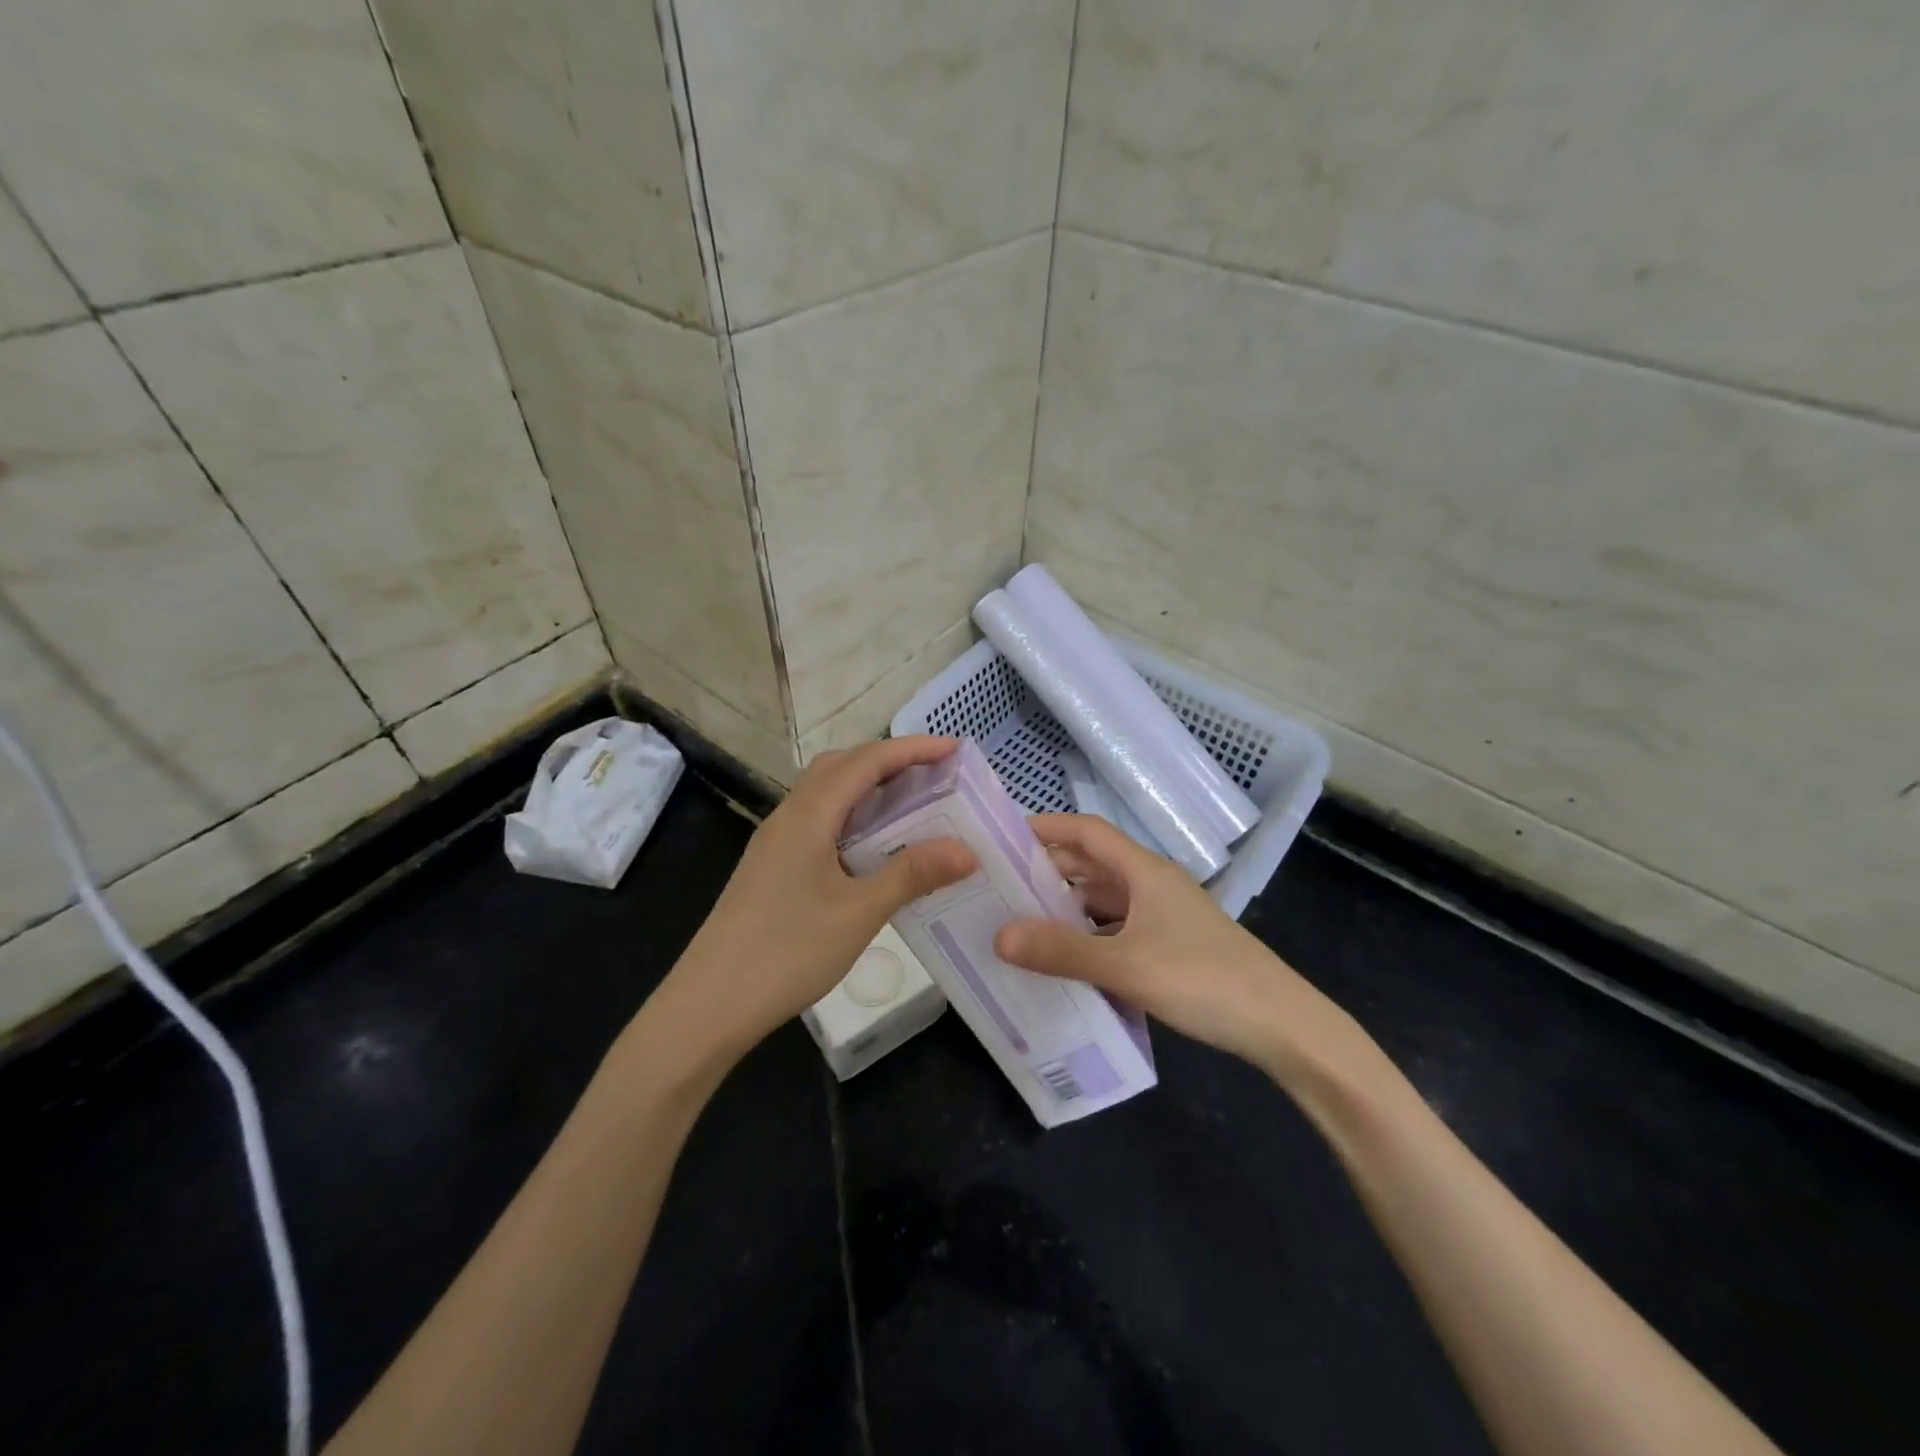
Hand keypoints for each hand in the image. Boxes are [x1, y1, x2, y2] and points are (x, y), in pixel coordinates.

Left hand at [654, 737, 976, 1063]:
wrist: (710, 1003)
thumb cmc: (786, 952)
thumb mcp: (859, 913)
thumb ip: (912, 874)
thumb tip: (968, 849)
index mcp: (809, 815)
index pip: (866, 761)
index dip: (912, 749)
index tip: (955, 749)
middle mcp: (790, 815)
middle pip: (843, 766)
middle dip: (891, 760)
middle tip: (937, 775)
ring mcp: (777, 841)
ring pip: (828, 793)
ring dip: (870, 787)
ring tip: (914, 804)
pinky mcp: (774, 865)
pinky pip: (821, 820)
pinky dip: (855, 815)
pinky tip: (876, 846)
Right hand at [994, 814, 1378, 1087]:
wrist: (1282, 1026)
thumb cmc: (1204, 979)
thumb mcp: (1126, 966)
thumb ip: (1062, 952)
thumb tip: (998, 936)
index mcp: (1145, 872)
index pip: (1088, 831)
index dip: (1047, 827)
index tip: (1003, 836)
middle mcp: (1153, 885)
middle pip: (1093, 863)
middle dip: (1049, 869)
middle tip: (1000, 884)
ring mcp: (1165, 917)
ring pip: (1105, 899)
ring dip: (1068, 905)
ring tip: (1022, 920)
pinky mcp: (1172, 946)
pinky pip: (1118, 928)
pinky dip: (1089, 935)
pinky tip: (1067, 958)